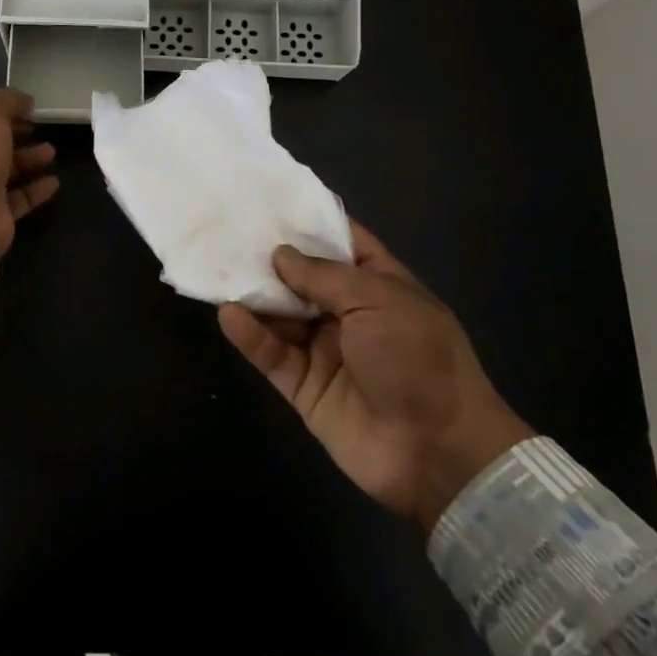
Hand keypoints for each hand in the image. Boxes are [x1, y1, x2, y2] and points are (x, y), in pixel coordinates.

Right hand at [218, 221, 531, 528]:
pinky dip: (250, 336)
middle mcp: (350, 314)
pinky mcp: (305, 387)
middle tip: (227, 232)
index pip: (341, 243)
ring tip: (218, 268)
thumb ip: (323, 275)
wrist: (438, 453)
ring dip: (254, 295)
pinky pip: (272, 355)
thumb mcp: (377, 301)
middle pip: (302, 278)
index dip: (309, 222)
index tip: (269, 202)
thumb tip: (280, 254)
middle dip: (270, 257)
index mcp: (379, 285)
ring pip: (281, 315)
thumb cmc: (417, 359)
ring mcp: (326, 351)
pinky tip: (228, 314)